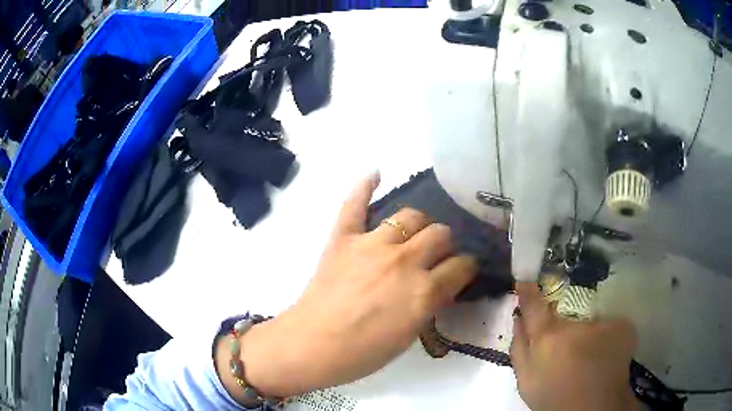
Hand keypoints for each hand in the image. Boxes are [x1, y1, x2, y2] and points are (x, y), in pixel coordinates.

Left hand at [217, 173, 477, 399]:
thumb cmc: (363, 352)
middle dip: (445, 243)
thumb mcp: (410, 335)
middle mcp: (404, 261)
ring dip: (419, 224)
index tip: (463, 268)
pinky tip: (376, 174)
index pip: (461, 266)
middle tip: (436, 253)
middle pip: (440, 233)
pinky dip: (364, 187)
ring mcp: (372, 245)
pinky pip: (355, 204)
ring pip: (410, 215)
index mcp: (424, 291)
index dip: (466, 266)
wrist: (312, 345)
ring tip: (414, 232)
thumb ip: (430, 304)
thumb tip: (439, 284)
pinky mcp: (343, 238)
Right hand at [511, 283, 641, 410]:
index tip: (526, 281)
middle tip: (567, 343)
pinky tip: (606, 353)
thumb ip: (519, 348)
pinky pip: (611, 323)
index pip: (535, 306)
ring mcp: (603, 324)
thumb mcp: (526, 381)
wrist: (590, 410)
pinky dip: (608, 334)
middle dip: (565, 318)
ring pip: (590, 318)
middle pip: (567, 310)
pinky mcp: (624, 328)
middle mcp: (576, 325)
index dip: (529, 292)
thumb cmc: (553, 398)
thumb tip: (518, 319)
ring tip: (588, 354)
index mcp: (549, 338)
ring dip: (588, 330)